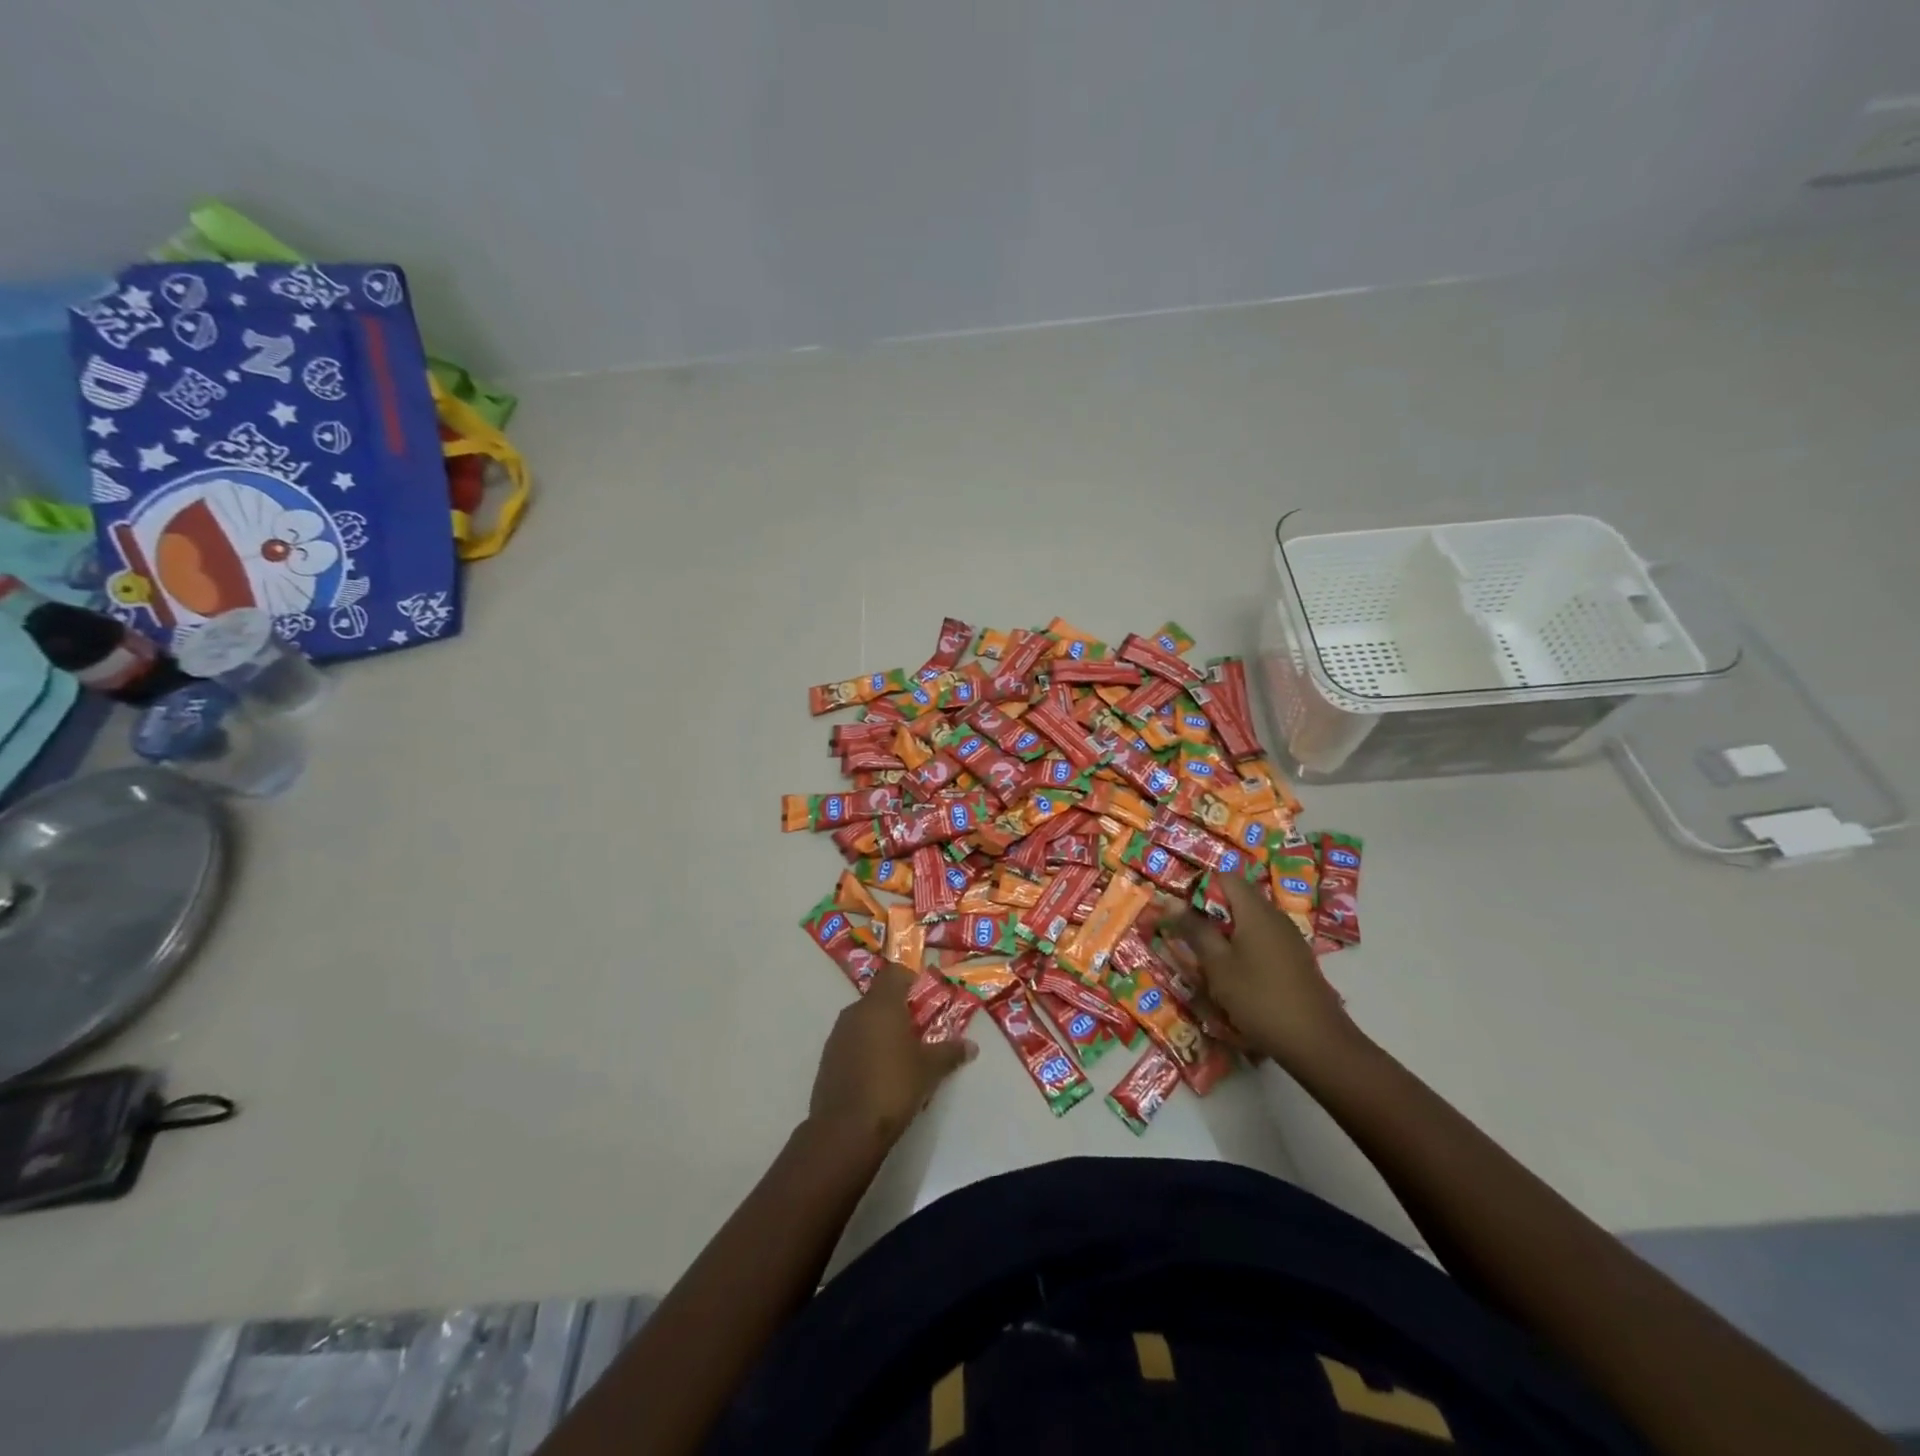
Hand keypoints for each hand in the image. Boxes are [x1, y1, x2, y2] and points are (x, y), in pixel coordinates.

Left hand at [807, 968, 974, 1148]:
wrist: (845, 1130)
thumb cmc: (893, 1086)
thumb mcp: (929, 1069)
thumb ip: (950, 1052)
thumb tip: (972, 1046)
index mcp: (881, 1004)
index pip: (895, 973)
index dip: (911, 979)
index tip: (926, 997)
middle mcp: (856, 1011)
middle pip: (880, 997)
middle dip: (899, 1009)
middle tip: (920, 1030)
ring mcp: (838, 1034)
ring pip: (864, 1019)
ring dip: (882, 1029)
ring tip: (901, 1054)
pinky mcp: (827, 1057)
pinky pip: (852, 1041)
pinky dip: (866, 1047)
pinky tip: (879, 1073)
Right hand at [1163, 872, 1361, 1072]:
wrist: (1317, 1043)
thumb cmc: (1260, 998)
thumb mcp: (1217, 965)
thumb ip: (1195, 930)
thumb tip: (1169, 901)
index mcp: (1256, 910)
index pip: (1225, 877)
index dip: (1199, 888)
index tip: (1181, 912)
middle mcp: (1275, 916)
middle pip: (1237, 899)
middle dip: (1210, 915)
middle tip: (1189, 939)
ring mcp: (1289, 938)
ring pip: (1249, 922)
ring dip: (1226, 935)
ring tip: (1208, 962)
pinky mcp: (1296, 959)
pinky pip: (1263, 940)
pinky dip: (1244, 949)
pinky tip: (1236, 978)